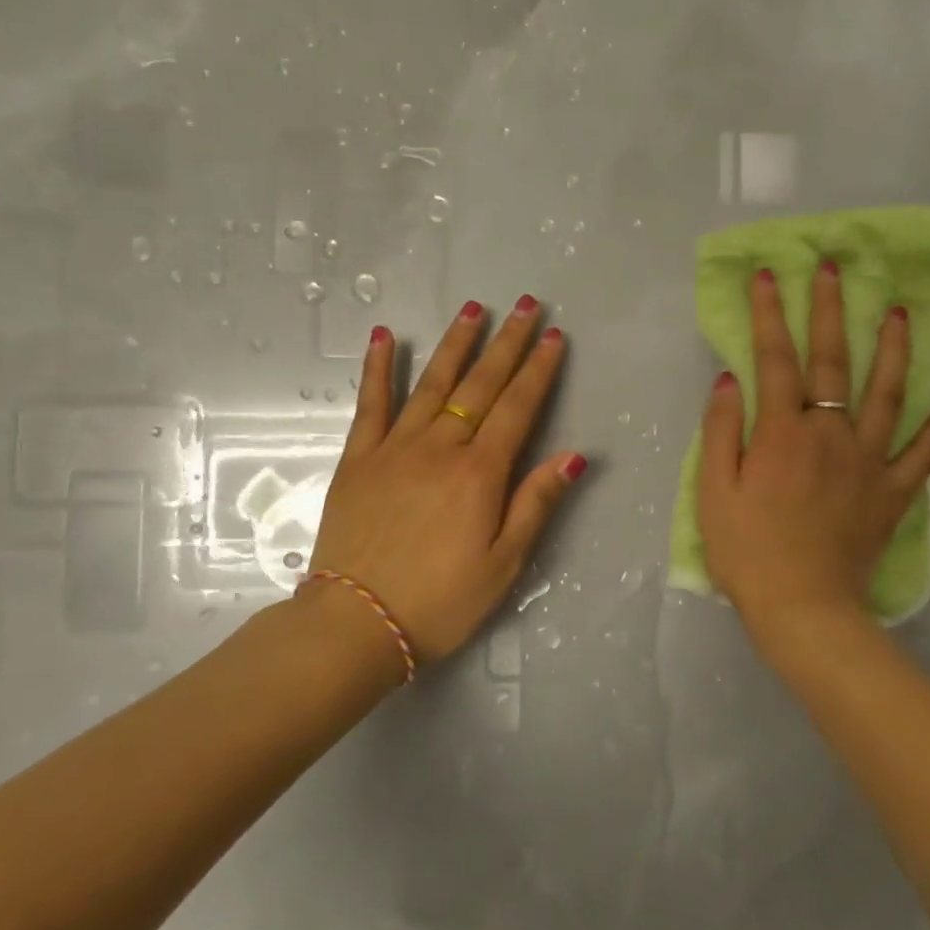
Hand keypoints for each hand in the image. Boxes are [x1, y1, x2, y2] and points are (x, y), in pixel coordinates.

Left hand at [304, 297, 586, 663]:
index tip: (554, 337)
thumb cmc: (441, 601)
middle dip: (507, 343)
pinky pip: (371, 404)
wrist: (357, 623)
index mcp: (480, 474)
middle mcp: (440, 448)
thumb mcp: (504, 564)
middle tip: (527, 306)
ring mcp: (395, 448)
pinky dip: (379, 368)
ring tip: (474, 308)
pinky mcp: (358, 459)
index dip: (539, 371)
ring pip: (432, 384)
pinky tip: (387, 337)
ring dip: (456, 343)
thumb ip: (536, 504)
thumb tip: (573, 456)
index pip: (518, 408)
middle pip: (481, 385)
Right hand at [697, 263, 929, 646]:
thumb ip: (721, 432)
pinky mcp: (892, 493)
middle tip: (836, 269)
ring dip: (893, 350)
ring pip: (888, 395)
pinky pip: (920, 454)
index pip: (776, 359)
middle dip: (832, 310)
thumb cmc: (747, 552)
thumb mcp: (714, 492)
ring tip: (902, 312)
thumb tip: (730, 380)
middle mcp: (831, 434)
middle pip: (833, 362)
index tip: (768, 276)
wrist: (802, 608)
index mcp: (783, 433)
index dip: (770, 314)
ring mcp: (869, 462)